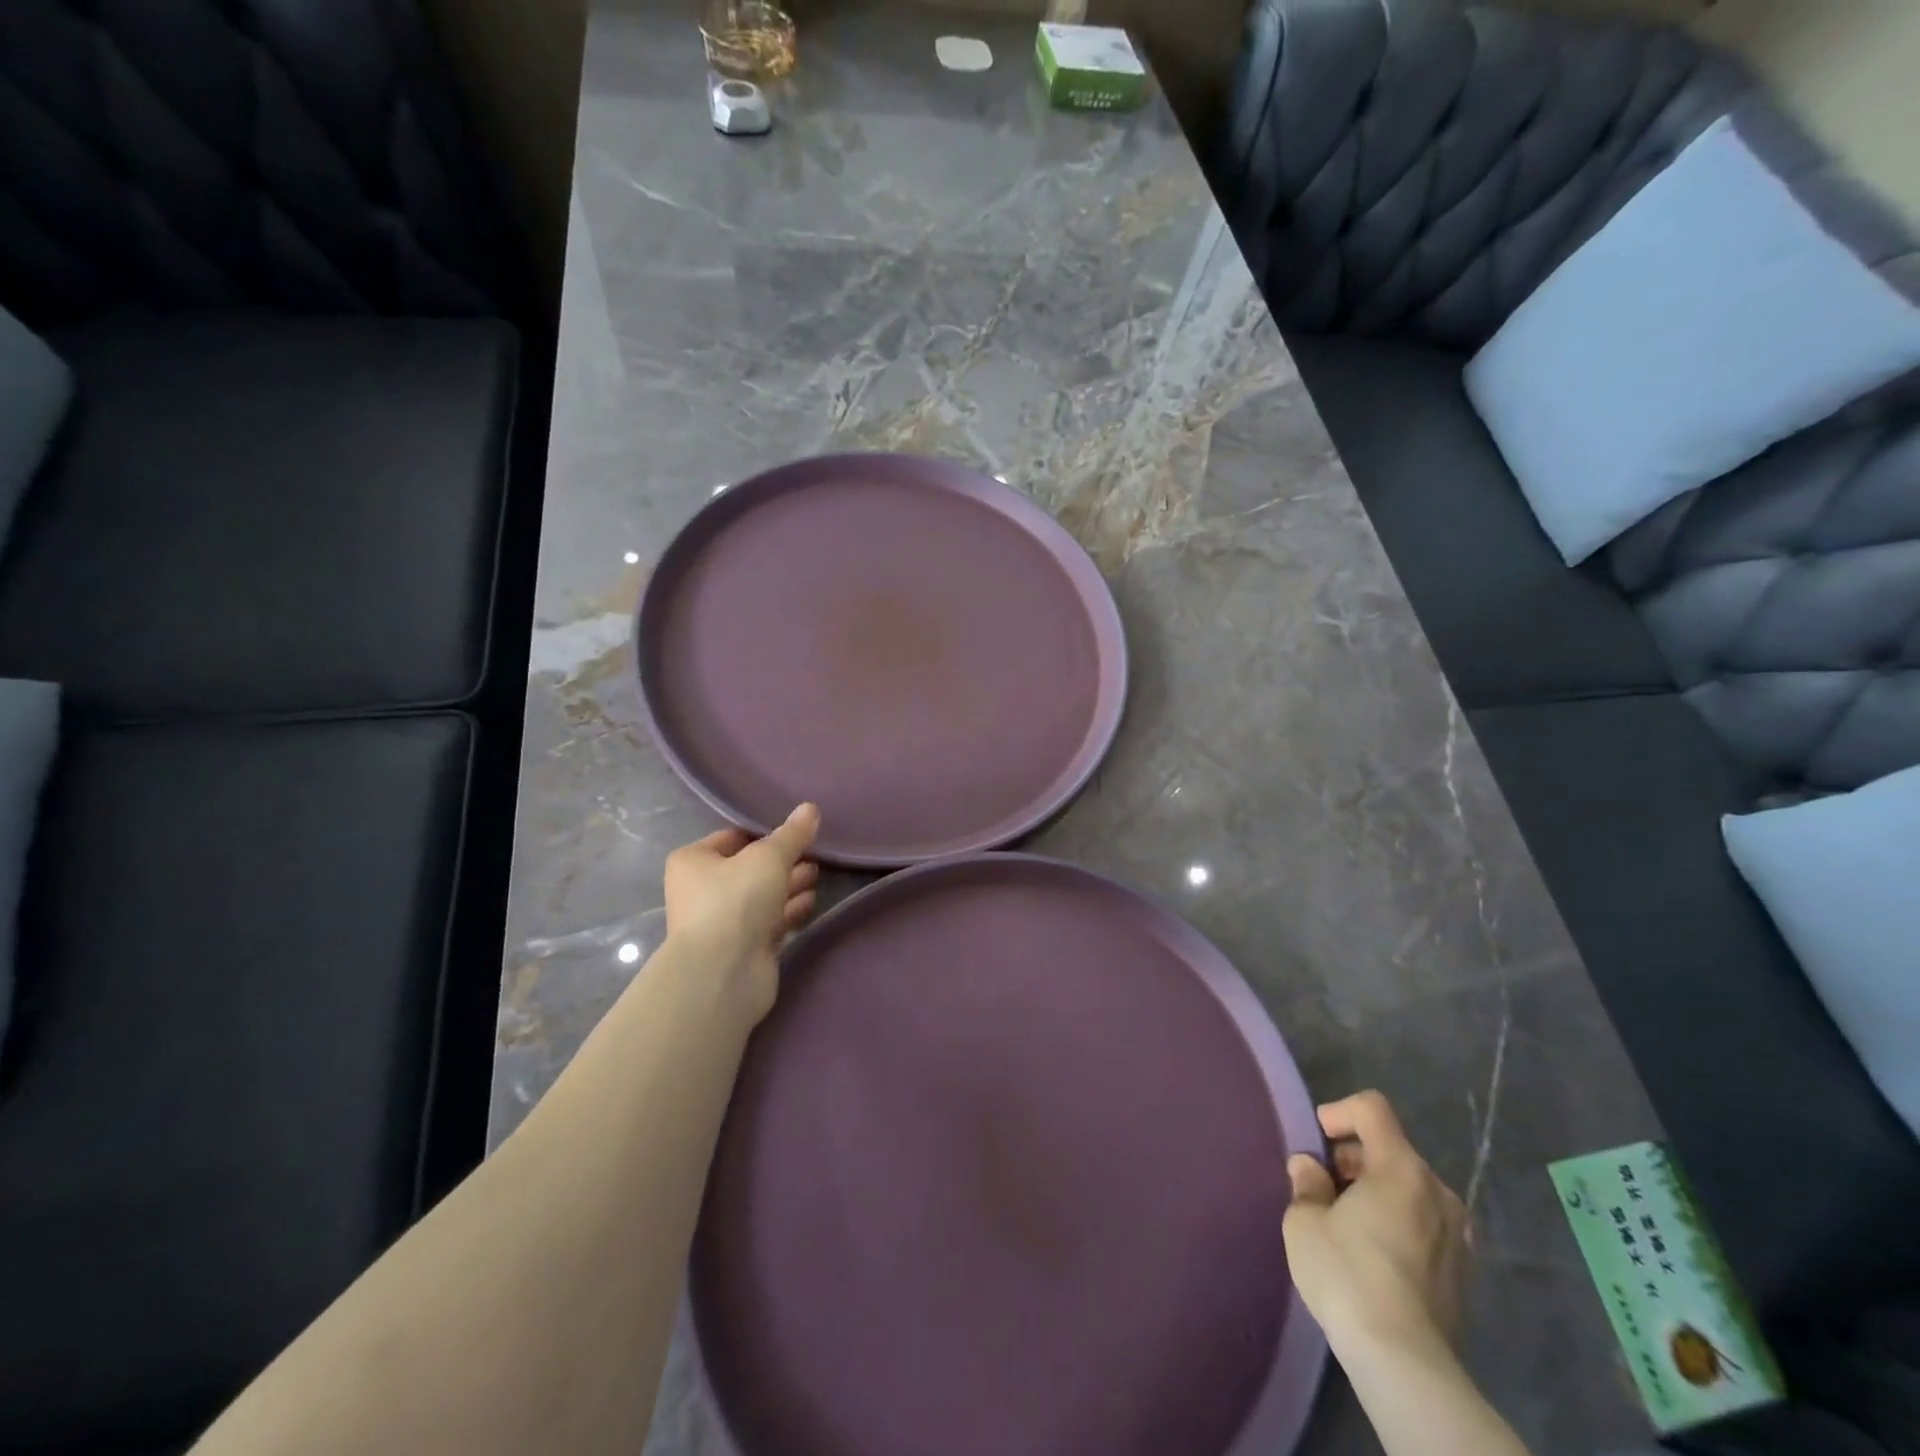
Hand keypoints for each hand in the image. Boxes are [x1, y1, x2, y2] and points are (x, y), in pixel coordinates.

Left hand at [662, 804, 820, 1024]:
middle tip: (814, 855)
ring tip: (818, 876)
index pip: (733, 837)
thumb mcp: (769, 857)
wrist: (723, 973)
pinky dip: (789, 912)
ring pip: (762, 896)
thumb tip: (810, 808)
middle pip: (749, 869)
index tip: (797, 832)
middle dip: (783, 862)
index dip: (765, 834)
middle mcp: (701, 891)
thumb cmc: (735, 901)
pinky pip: (770, 922)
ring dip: (789, 886)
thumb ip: (792, 834)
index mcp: (693, 862)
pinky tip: (812, 903)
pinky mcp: (742, 949)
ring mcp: (722, 923)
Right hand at [1283, 1091, 1469, 1368]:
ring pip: (1409, 1188)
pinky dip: (1397, 1223)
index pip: (1372, 1108)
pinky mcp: (1462, 1271)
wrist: (1404, 1363)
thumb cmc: (1347, 1275)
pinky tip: (1374, 1257)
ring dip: (1377, 1192)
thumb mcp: (1305, 1221)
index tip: (1318, 1141)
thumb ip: (1307, 1183)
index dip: (1339, 1112)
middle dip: (1354, 1159)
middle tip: (1325, 1189)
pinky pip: (1423, 1223)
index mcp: (1401, 1168)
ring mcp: (1457, 1233)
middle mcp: (1437, 1191)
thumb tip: (1310, 1167)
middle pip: (1391, 1149)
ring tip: (1347, 1224)